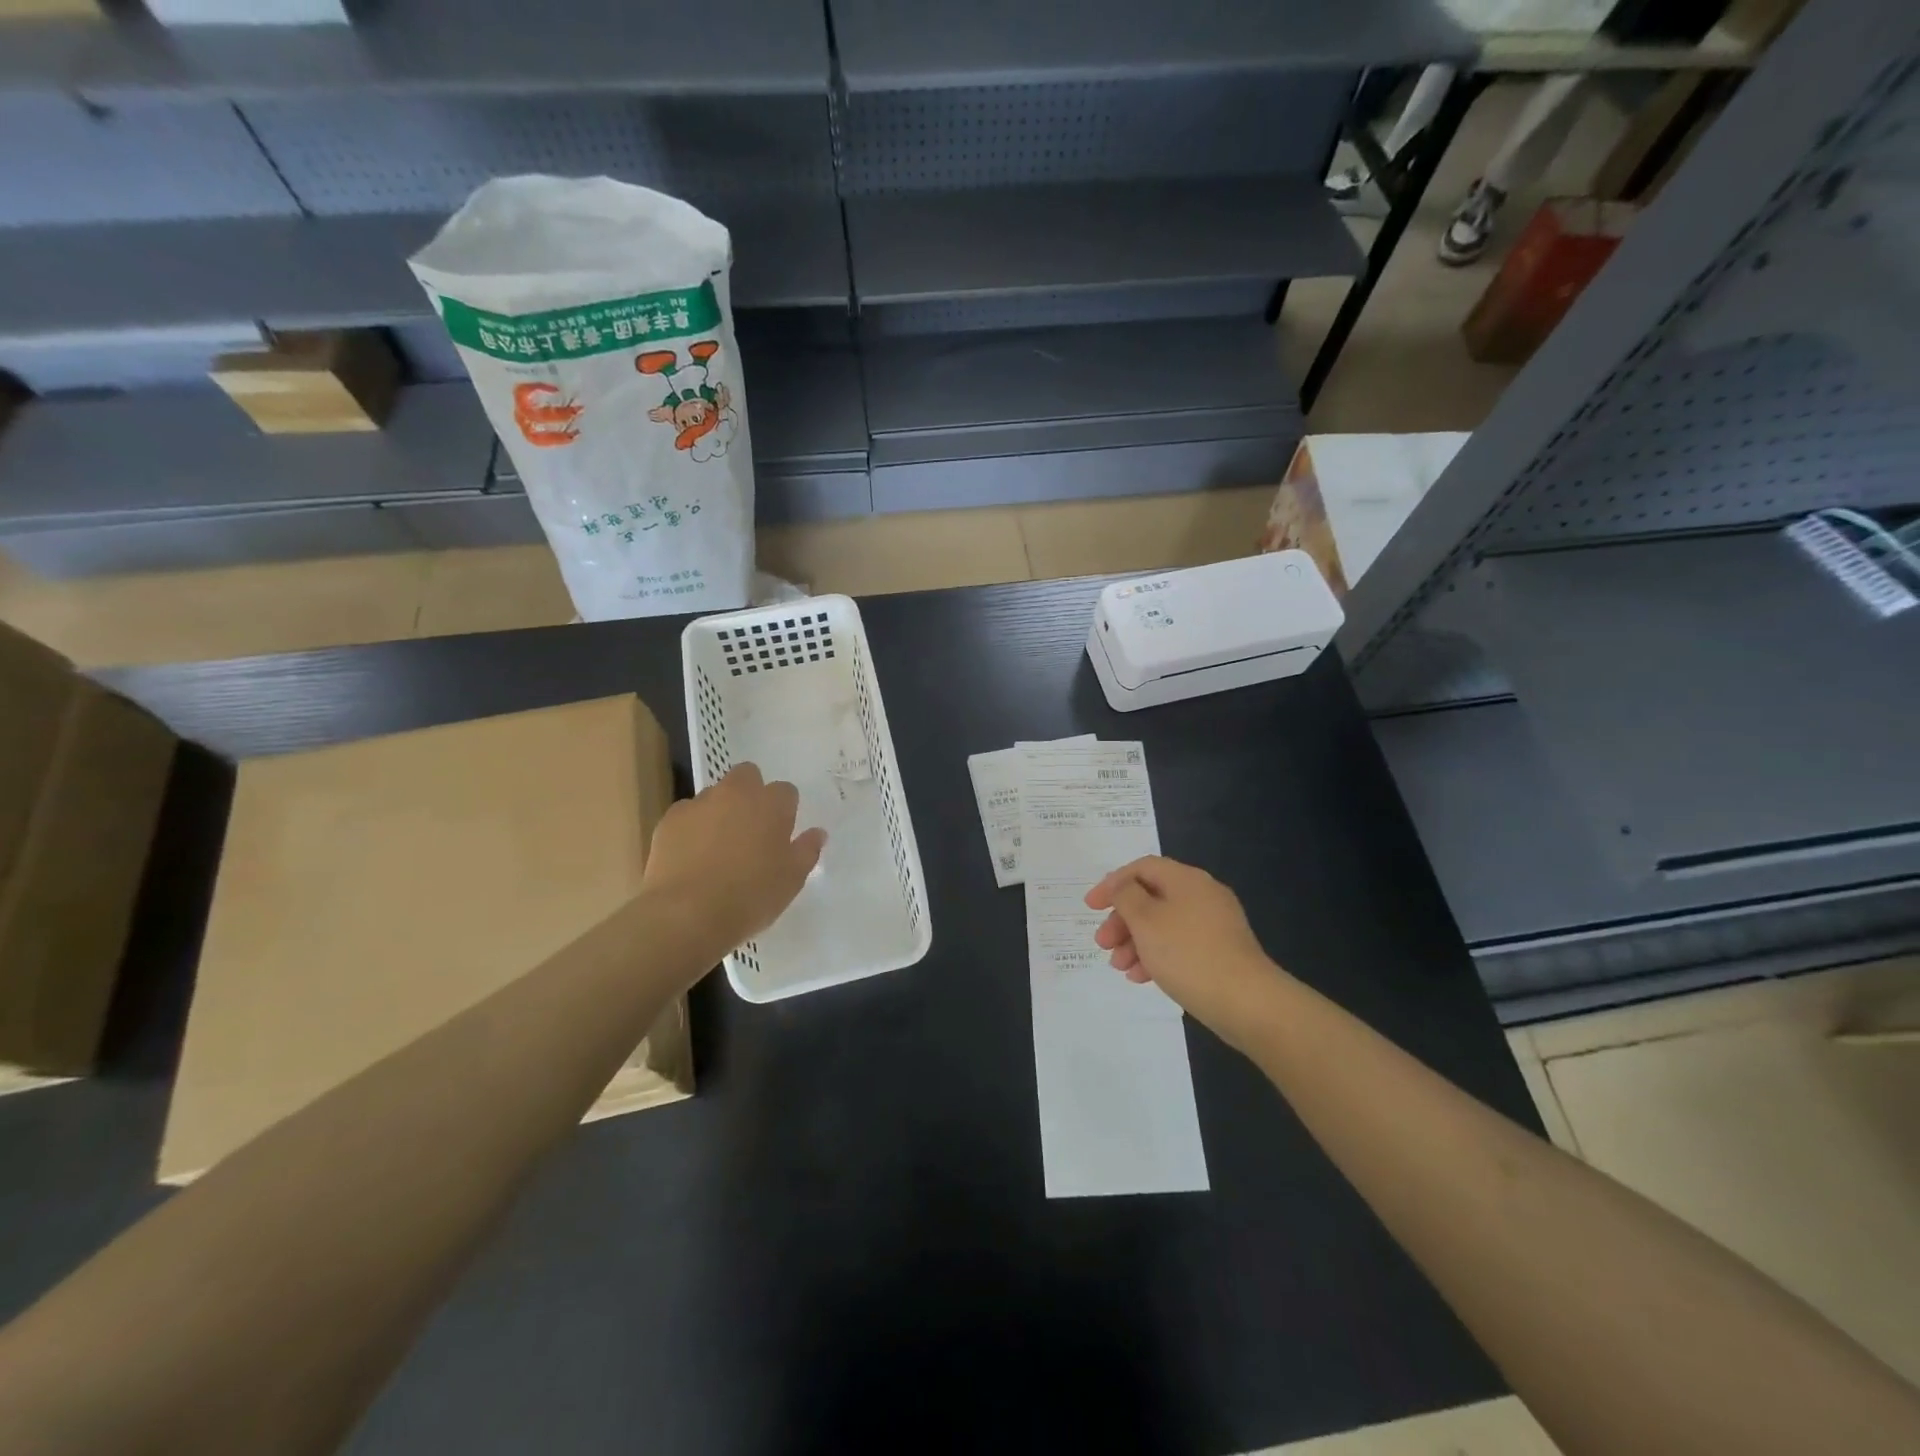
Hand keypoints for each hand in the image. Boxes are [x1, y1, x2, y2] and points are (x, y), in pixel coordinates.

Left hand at [641, 764, 825, 957]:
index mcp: (771, 804)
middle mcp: (735, 794)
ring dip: (720, 811)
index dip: (785, 810)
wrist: (687, 915)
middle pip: (747, 776)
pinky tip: (692, 857)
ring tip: (718, 847)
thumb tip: (817, 833)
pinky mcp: (669, 821)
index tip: (782, 833)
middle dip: (751, 793)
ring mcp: (698, 804)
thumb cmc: (750, 896)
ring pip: (714, 795)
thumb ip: (807, 850)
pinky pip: (686, 815)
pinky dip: (692, 828)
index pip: (786, 791)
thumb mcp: (792, 880)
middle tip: (751, 829)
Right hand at [1085, 856, 1285, 1049]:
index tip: (1091, 907)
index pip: (1142, 868)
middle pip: (1151, 897)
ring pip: (1163, 924)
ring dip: (1135, 941)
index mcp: (1186, 879)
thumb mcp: (1146, 920)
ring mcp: (1214, 925)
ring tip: (1119, 967)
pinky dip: (1156, 956)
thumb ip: (1126, 896)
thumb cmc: (1188, 954)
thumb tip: (1123, 886)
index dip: (1112, 883)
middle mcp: (1202, 895)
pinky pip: (1179, 945)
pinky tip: (1141, 978)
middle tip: (1102, 943)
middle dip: (1122, 919)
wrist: (1247, 1002)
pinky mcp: (1219, 953)